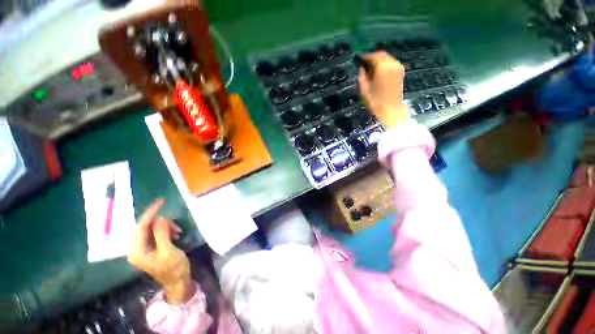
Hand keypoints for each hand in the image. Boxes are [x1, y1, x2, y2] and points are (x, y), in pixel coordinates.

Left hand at [129, 199, 195, 303]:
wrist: (178, 282)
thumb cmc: (174, 268)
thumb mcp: (168, 251)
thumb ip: (162, 234)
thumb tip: (160, 218)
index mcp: (137, 251)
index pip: (141, 226)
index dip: (151, 212)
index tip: (161, 201)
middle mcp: (137, 248)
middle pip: (147, 227)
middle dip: (162, 223)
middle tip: (177, 227)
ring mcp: (145, 248)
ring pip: (153, 229)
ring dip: (166, 227)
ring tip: (178, 233)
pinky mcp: (152, 248)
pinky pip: (158, 233)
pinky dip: (167, 231)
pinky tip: (176, 235)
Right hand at [359, 52, 409, 128]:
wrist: (391, 110)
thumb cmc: (376, 102)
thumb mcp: (364, 90)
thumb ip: (362, 76)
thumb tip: (362, 68)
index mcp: (383, 68)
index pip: (374, 56)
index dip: (366, 56)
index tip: (359, 59)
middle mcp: (393, 64)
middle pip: (382, 55)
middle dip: (373, 58)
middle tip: (364, 63)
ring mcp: (398, 68)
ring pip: (387, 59)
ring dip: (379, 61)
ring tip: (370, 69)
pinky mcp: (401, 73)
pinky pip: (391, 64)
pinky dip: (384, 65)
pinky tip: (378, 72)